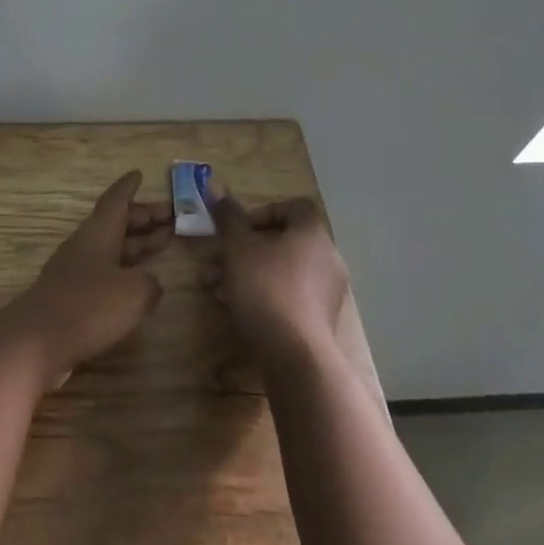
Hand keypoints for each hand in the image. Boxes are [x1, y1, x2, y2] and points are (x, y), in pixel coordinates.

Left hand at [0, 171, 172, 387]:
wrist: (37, 342)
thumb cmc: (88, 306)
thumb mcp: (134, 293)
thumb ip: (149, 284)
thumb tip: (149, 284)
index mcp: (98, 233)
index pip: (115, 200)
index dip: (128, 188)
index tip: (139, 174)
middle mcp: (85, 247)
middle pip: (116, 224)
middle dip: (143, 218)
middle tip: (171, 215)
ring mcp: (76, 272)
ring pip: (112, 249)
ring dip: (137, 244)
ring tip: (163, 242)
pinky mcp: (72, 298)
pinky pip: (105, 274)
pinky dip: (125, 271)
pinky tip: (139, 283)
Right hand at [204, 192, 351, 365]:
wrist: (295, 354)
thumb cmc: (266, 288)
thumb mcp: (238, 247)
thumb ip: (228, 217)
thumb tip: (216, 190)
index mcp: (312, 233)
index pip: (292, 207)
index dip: (262, 212)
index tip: (238, 229)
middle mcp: (326, 257)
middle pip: (282, 240)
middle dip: (244, 249)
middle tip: (217, 260)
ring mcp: (327, 289)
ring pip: (281, 269)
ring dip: (247, 272)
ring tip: (216, 288)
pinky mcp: (320, 318)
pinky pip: (288, 294)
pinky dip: (263, 294)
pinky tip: (235, 307)